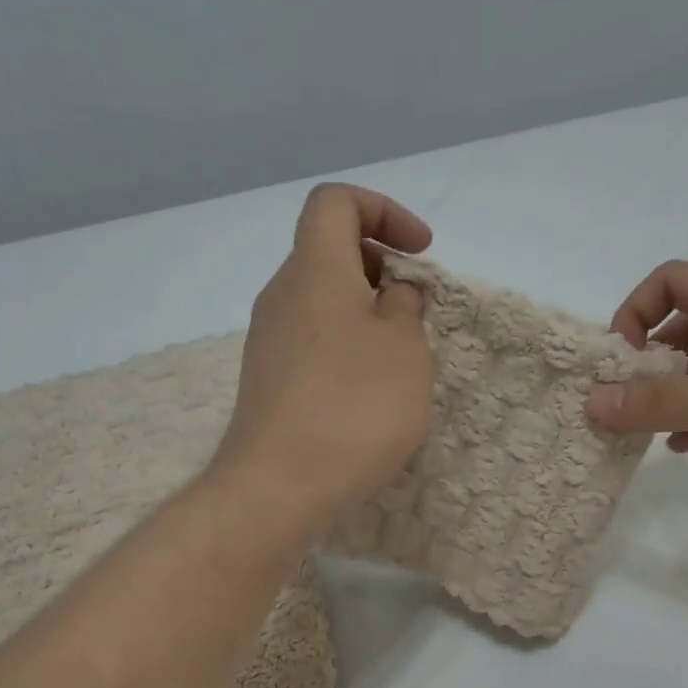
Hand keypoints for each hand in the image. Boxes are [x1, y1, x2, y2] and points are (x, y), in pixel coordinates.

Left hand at [214, 184, 435, 519]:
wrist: (279, 486)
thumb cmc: (354, 407)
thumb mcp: (405, 350)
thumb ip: (407, 307)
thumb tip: (394, 293)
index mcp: (315, 269)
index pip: (336, 202)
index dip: (384, 211)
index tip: (420, 253)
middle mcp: (282, 295)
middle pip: (329, 253)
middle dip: (381, 268)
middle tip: (417, 312)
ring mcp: (269, 341)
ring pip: (322, 302)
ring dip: (365, 314)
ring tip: (399, 360)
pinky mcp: (267, 381)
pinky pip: (312, 342)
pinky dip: (345, 347)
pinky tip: (367, 394)